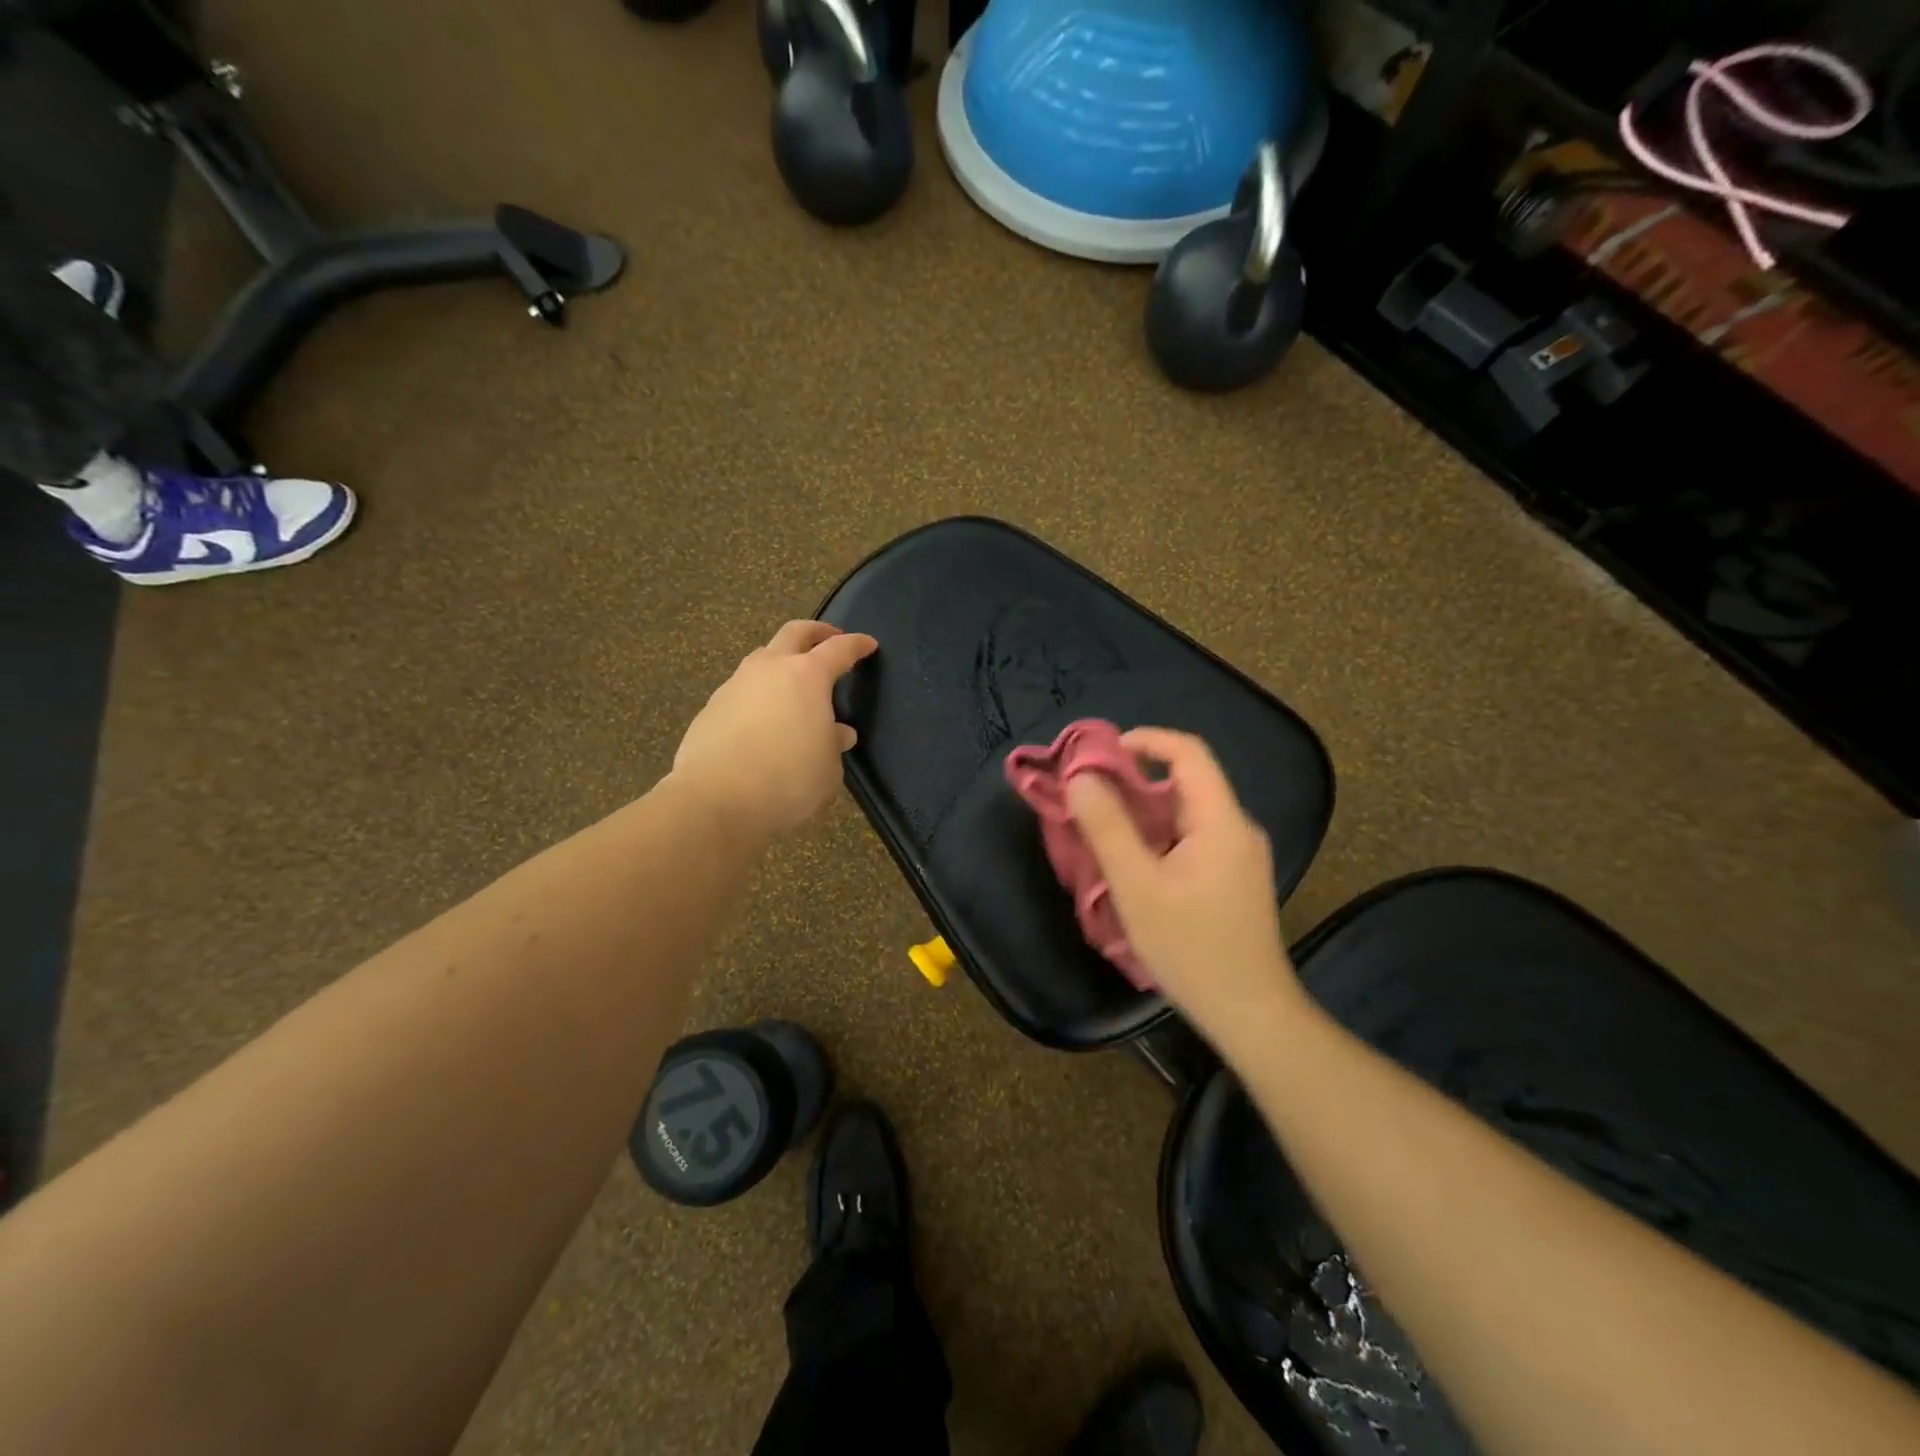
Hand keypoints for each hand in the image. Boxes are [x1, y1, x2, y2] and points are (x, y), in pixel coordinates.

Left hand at [670, 620, 877, 838]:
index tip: (868, 644)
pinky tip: (763, 716)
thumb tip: (837, 732)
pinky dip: (759, 692)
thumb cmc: (787, 779)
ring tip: (793, 681)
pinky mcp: (712, 706)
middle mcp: (770, 669)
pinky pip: (742, 688)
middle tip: (830, 639)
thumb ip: (834, 744)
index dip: (856, 644)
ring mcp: (736, 684)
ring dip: (782, 660)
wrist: (714, 798)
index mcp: (808, 676)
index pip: (839, 649)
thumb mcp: (828, 768)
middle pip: (794, 633)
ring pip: (763, 656)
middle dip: (816, 632)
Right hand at [1065, 728, 1305, 1047]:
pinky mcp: (1235, 878)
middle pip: (1187, 782)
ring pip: (1187, 813)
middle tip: (1089, 796)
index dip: (1146, 740)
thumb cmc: (1192, 949)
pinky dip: (1159, 836)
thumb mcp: (1138, 887)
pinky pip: (1193, 838)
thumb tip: (1081, 777)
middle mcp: (1238, 828)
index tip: (1101, 752)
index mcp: (1222, 821)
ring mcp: (1240, 855)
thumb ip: (1108, 828)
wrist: (1250, 1013)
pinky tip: (1134, 863)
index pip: (1189, 753)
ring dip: (1144, 812)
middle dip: (1135, 780)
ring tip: (1102, 829)